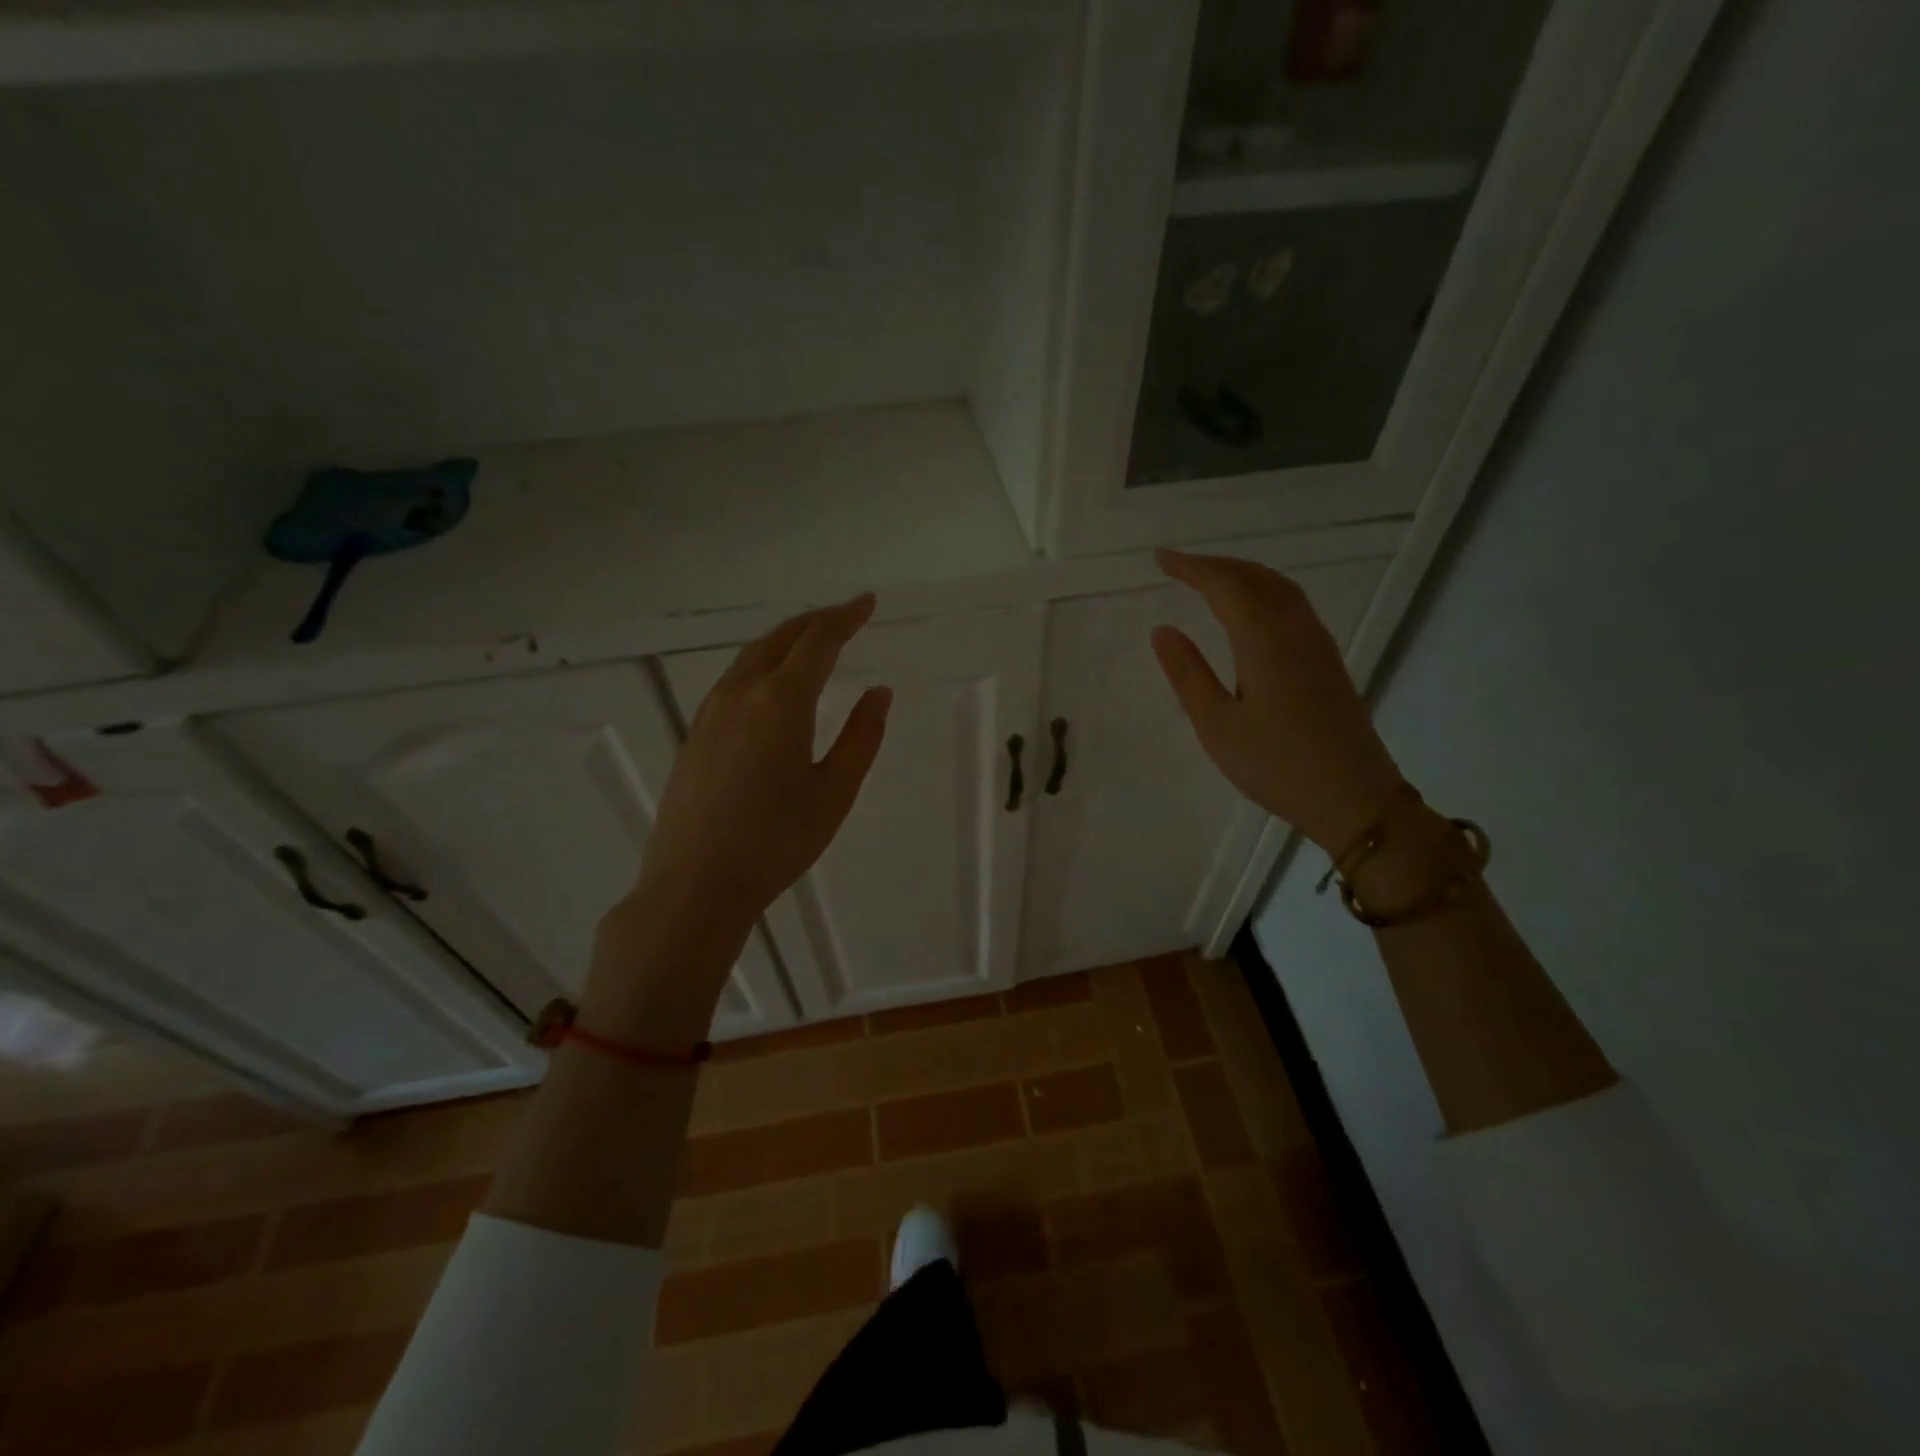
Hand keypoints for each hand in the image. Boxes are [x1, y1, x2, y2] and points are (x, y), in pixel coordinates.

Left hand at [585, 595, 889, 1038]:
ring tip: (812, 642)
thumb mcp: (835, 791)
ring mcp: (710, 712)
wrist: (695, 885)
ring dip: (786, 640)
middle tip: (845, 616)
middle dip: (815, 621)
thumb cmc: (777, 841)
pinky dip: (762, 664)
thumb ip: (862, 736)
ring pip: (752, 657)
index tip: (868, 602)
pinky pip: (734, 680)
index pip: (818, 641)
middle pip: (780, 638)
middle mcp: (741, 694)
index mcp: (781, 701)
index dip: (845, 617)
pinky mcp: (695, 734)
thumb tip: (879, 693)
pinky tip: (772, 685)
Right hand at [1152, 549, 1402, 852]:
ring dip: (1241, 574)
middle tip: (1178, 566)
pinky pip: (1292, 603)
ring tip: (1210, 579)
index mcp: (1264, 639)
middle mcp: (1295, 628)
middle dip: (1214, 565)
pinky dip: (1263, 590)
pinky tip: (1251, 609)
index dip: (1190, 567)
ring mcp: (1317, 642)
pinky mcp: (1327, 659)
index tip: (1160, 559)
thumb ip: (1187, 674)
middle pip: (1254, 577)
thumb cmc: (1275, 765)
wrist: (1353, 797)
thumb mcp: (1216, 725)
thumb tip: (1163, 630)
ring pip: (1278, 586)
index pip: (1223, 585)